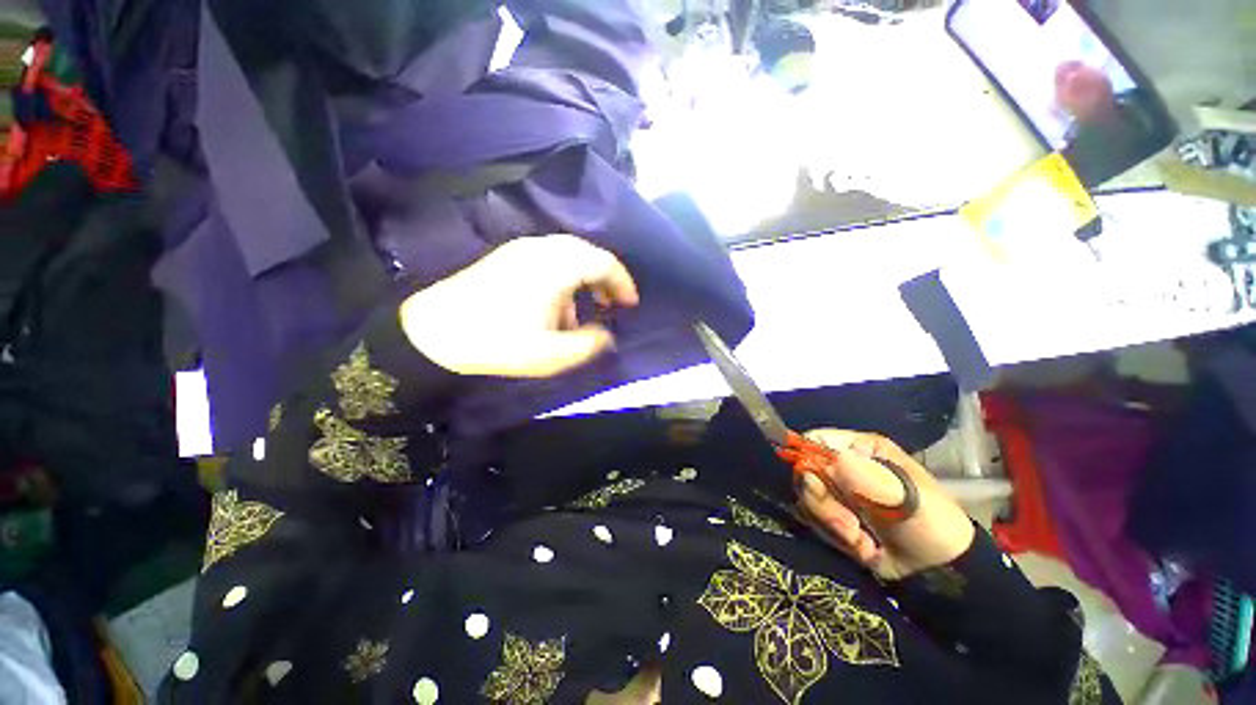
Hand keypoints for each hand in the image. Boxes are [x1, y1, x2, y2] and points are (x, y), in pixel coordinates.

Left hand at [399, 235, 639, 377]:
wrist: (432, 332)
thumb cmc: (497, 342)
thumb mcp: (552, 354)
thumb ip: (589, 344)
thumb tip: (606, 336)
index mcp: (556, 266)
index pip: (604, 262)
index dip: (623, 283)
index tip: (629, 305)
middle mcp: (541, 249)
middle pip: (587, 253)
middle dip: (605, 279)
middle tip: (611, 305)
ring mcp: (521, 250)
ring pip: (567, 255)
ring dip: (583, 279)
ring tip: (584, 310)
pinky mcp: (507, 257)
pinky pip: (548, 259)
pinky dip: (563, 278)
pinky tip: (555, 306)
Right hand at [796, 429, 974, 580]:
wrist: (939, 568)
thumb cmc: (930, 521)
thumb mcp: (903, 496)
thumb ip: (866, 478)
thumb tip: (833, 461)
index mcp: (859, 448)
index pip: (815, 440)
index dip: (807, 457)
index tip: (817, 485)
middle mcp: (841, 464)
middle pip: (805, 471)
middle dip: (823, 502)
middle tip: (849, 525)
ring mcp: (835, 490)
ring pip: (807, 498)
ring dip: (830, 523)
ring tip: (861, 540)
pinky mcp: (831, 514)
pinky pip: (812, 520)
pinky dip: (832, 536)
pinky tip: (861, 545)